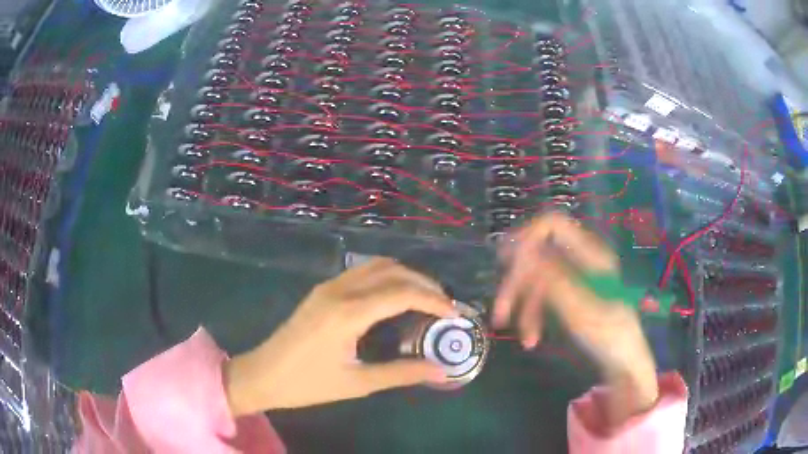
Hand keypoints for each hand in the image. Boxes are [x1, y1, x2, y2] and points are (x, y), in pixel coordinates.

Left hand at [225, 258, 455, 414]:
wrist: (263, 375)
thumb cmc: (308, 384)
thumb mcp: (358, 383)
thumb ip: (401, 373)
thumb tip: (440, 370)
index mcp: (348, 313)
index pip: (402, 293)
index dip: (434, 300)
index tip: (454, 313)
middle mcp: (339, 290)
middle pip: (392, 270)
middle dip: (424, 283)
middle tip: (444, 304)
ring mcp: (328, 287)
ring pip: (375, 266)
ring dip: (404, 276)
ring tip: (424, 298)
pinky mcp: (321, 291)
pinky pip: (361, 273)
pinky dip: (386, 278)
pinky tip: (393, 298)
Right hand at [493, 213, 658, 425]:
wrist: (623, 363)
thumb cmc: (608, 335)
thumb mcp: (578, 308)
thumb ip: (551, 277)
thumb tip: (522, 249)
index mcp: (590, 254)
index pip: (552, 224)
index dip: (527, 236)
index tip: (506, 262)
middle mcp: (581, 259)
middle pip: (539, 254)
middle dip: (518, 283)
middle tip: (500, 311)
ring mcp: (576, 277)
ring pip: (538, 278)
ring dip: (523, 304)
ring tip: (518, 334)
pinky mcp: (572, 294)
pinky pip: (545, 295)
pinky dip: (534, 314)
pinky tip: (531, 339)